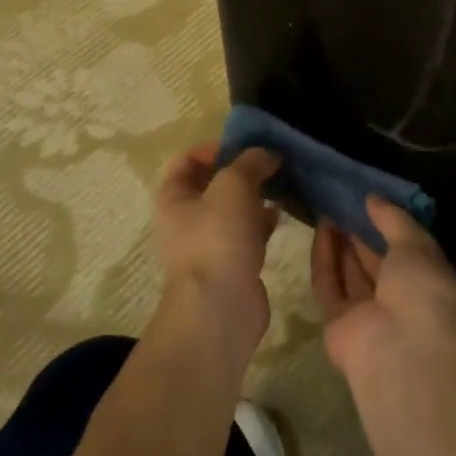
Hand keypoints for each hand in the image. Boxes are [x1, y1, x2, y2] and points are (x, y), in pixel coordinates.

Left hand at [153, 144, 280, 347]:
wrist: (221, 307)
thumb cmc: (217, 238)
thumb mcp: (233, 185)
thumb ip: (250, 162)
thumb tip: (268, 153)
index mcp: (173, 197)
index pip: (186, 159)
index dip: (213, 148)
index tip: (245, 147)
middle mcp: (185, 219)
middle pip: (212, 183)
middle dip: (242, 171)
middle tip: (271, 164)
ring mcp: (208, 243)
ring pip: (233, 209)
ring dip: (256, 196)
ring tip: (281, 185)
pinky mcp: (231, 263)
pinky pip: (247, 233)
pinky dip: (262, 221)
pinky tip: (281, 215)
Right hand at [311, 196, 455, 380]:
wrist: (404, 352)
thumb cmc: (424, 291)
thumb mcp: (417, 245)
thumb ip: (394, 219)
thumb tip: (373, 198)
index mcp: (428, 283)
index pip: (407, 251)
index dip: (388, 226)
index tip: (370, 200)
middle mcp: (399, 300)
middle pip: (375, 263)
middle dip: (360, 234)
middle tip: (343, 201)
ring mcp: (368, 315)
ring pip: (350, 274)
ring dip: (340, 243)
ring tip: (328, 208)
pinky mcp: (337, 324)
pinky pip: (329, 285)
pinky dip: (324, 258)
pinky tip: (321, 227)